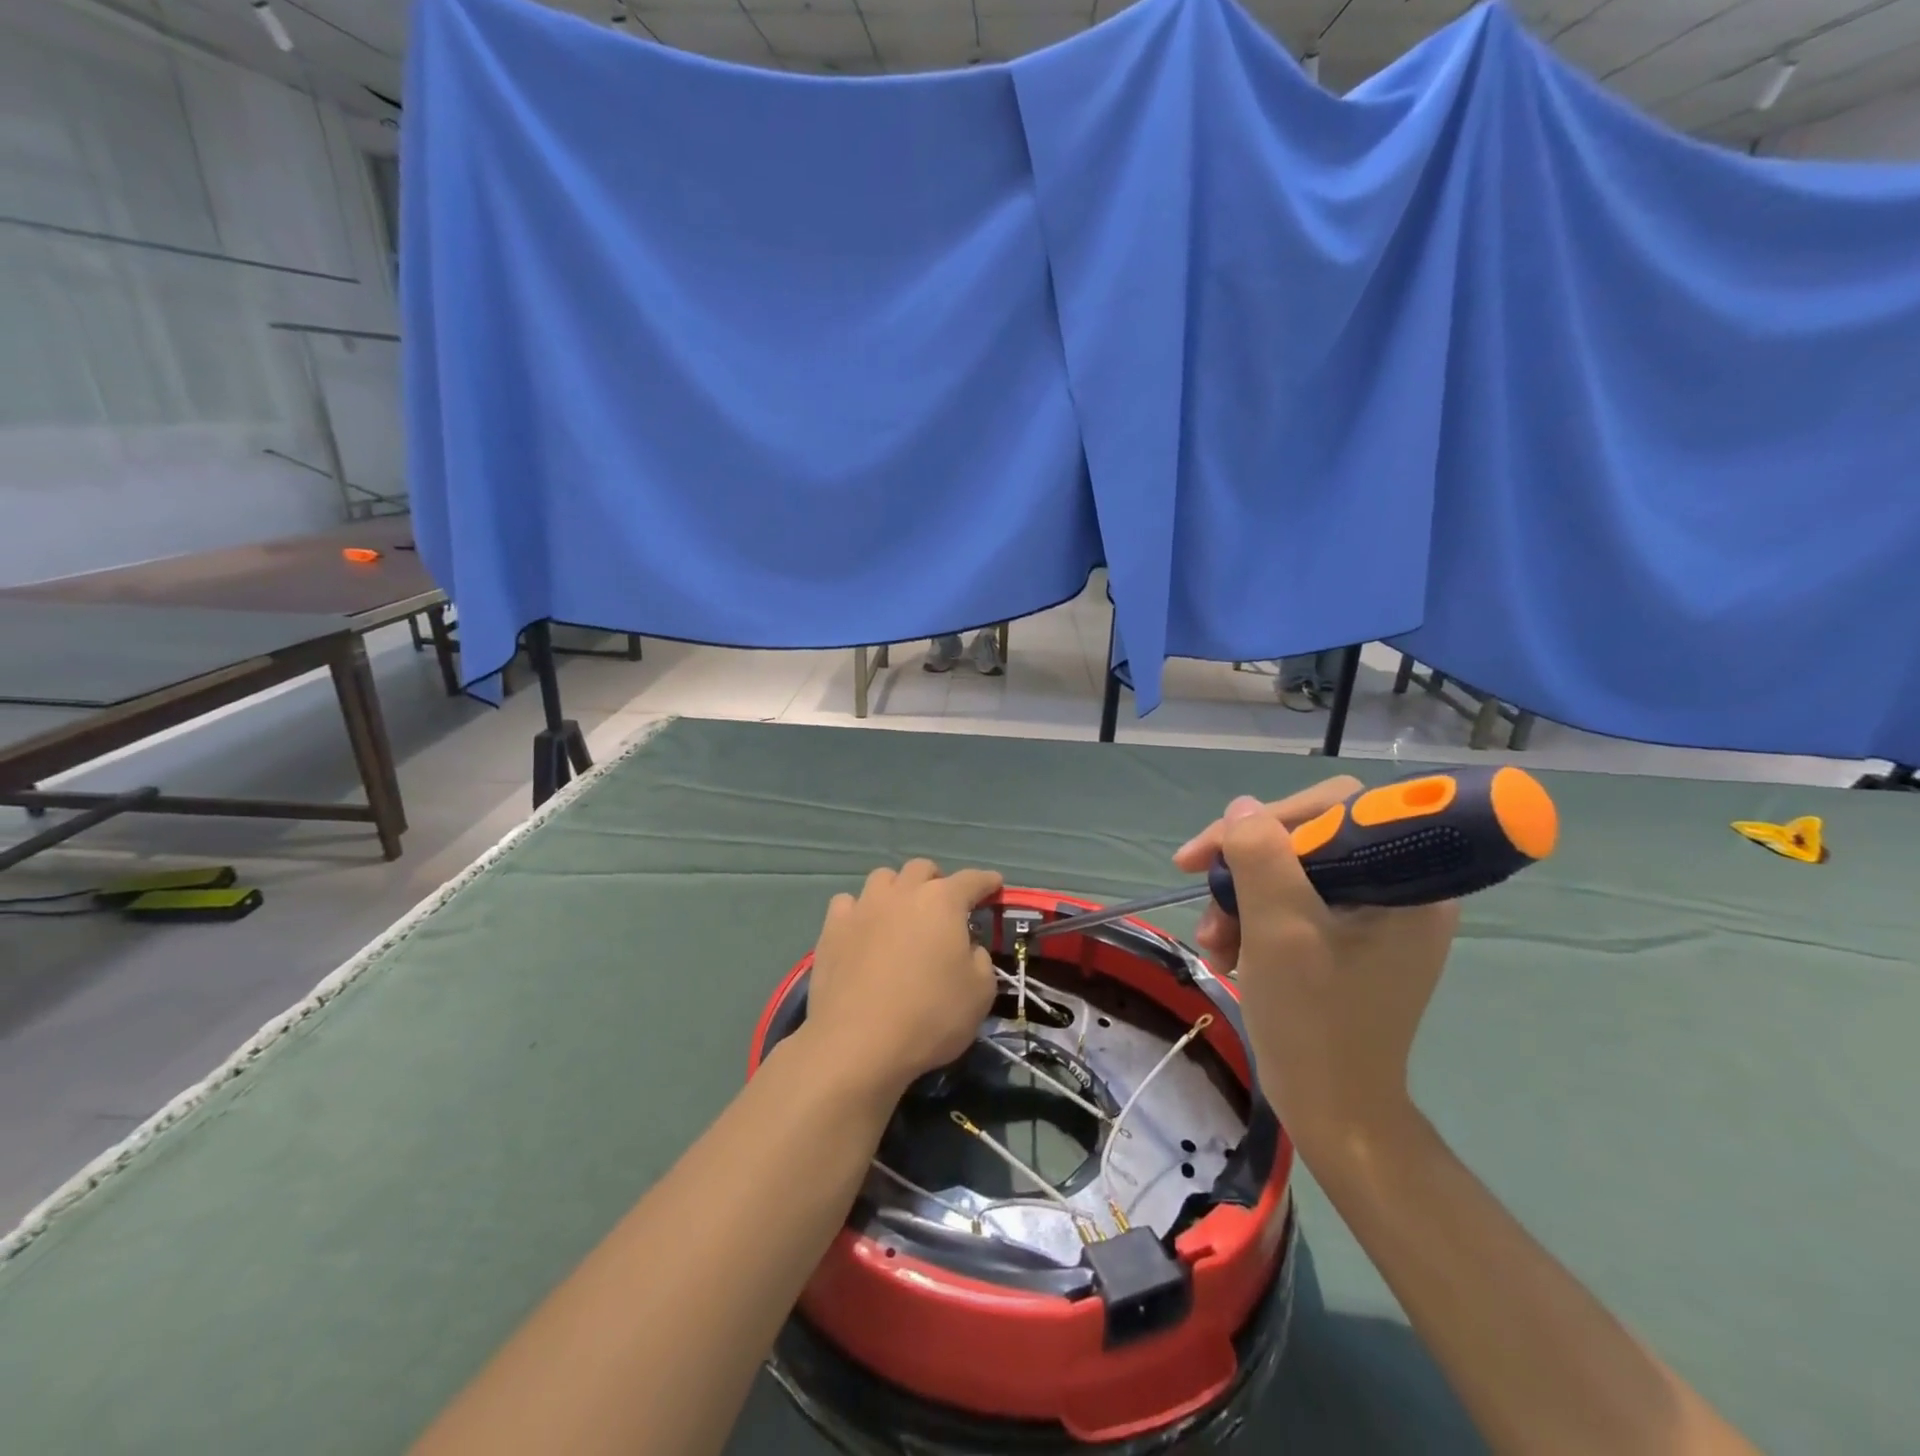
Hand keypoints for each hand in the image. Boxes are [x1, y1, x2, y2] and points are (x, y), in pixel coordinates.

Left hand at [803, 859, 1003, 1101]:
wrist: (858, 1043)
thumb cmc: (930, 1016)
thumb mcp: (980, 993)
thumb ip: (980, 959)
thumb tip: (967, 947)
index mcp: (943, 902)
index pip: (972, 879)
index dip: (986, 881)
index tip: (994, 884)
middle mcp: (903, 893)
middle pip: (922, 869)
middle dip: (937, 880)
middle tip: (943, 905)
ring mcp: (863, 907)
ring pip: (883, 878)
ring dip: (897, 889)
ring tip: (900, 913)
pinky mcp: (832, 928)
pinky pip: (848, 903)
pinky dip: (859, 911)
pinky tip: (862, 929)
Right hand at [1184, 786, 1458, 1155]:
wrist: (1331, 1109)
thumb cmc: (1315, 1021)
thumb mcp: (1280, 931)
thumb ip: (1260, 857)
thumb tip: (1241, 809)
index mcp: (1407, 881)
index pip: (1337, 807)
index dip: (1272, 818)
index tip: (1218, 848)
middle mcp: (1397, 887)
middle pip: (1307, 837)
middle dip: (1246, 867)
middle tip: (1200, 890)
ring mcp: (1372, 914)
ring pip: (1290, 869)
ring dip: (1239, 898)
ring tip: (1214, 942)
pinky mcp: (1347, 936)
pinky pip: (1290, 900)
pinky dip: (1251, 919)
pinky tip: (1228, 951)